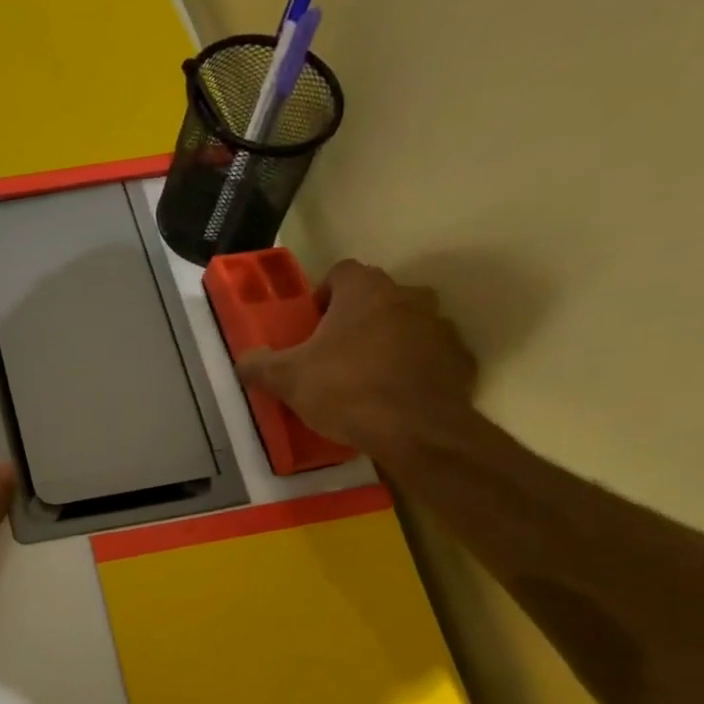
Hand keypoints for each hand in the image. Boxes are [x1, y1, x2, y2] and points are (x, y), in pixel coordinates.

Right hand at [234, 260, 479, 459]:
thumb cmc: (346, 391)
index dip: (321, 296)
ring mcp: (439, 326)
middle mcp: (408, 296)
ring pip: (406, 326)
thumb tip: (243, 360)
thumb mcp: (288, 380)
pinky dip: (415, 370)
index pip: (340, 273)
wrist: (416, 431)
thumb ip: (260, 365)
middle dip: (355, 321)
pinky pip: (430, 357)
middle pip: (375, 298)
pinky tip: (397, 398)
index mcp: (365, 291)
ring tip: (366, 380)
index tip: (310, 327)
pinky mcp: (460, 359)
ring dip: (387, 343)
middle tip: (334, 356)